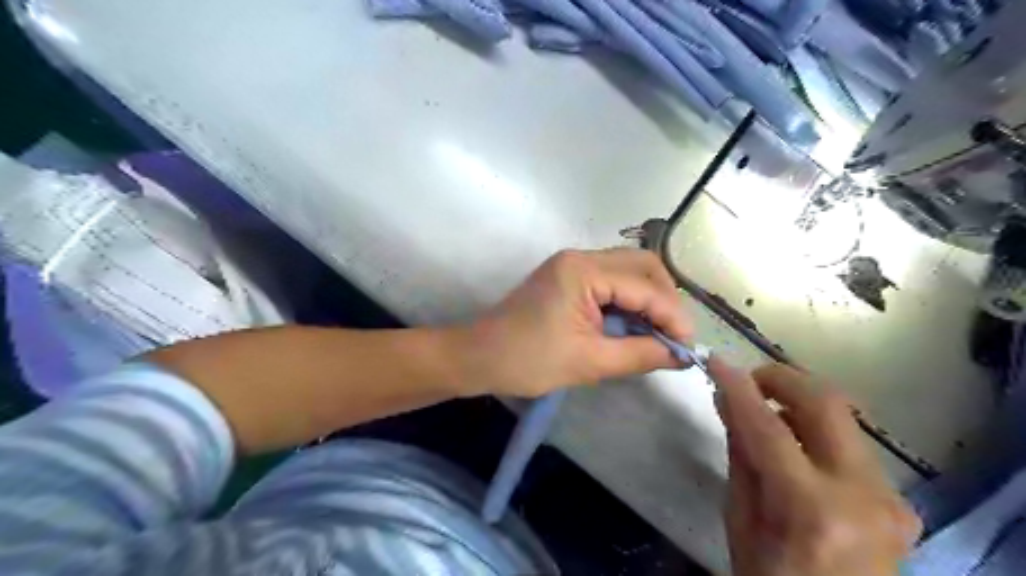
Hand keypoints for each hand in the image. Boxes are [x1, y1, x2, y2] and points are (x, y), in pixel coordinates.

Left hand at [463, 249, 688, 397]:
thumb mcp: (589, 362)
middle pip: (642, 266)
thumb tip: (680, 355)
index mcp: (583, 271)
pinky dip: (630, 301)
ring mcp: (573, 265)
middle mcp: (580, 257)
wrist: (479, 357)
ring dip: (649, 299)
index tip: (688, 348)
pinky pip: (612, 281)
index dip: (673, 317)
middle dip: (666, 300)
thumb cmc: (528, 360)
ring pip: (629, 270)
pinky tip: (636, 326)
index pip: (645, 287)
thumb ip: (640, 354)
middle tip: (674, 336)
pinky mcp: (568, 277)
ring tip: (659, 334)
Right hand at [717, 359, 922, 575]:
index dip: (739, 388)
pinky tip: (795, 445)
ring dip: (798, 403)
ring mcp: (890, 497)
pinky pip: (851, 444)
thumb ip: (740, 455)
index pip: (768, 426)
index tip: (716, 362)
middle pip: (827, 403)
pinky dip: (816, 430)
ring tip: (766, 413)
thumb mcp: (740, 520)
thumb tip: (728, 401)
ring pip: (842, 418)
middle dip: (782, 378)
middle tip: (750, 382)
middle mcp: (863, 494)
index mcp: (812, 509)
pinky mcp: (898, 499)